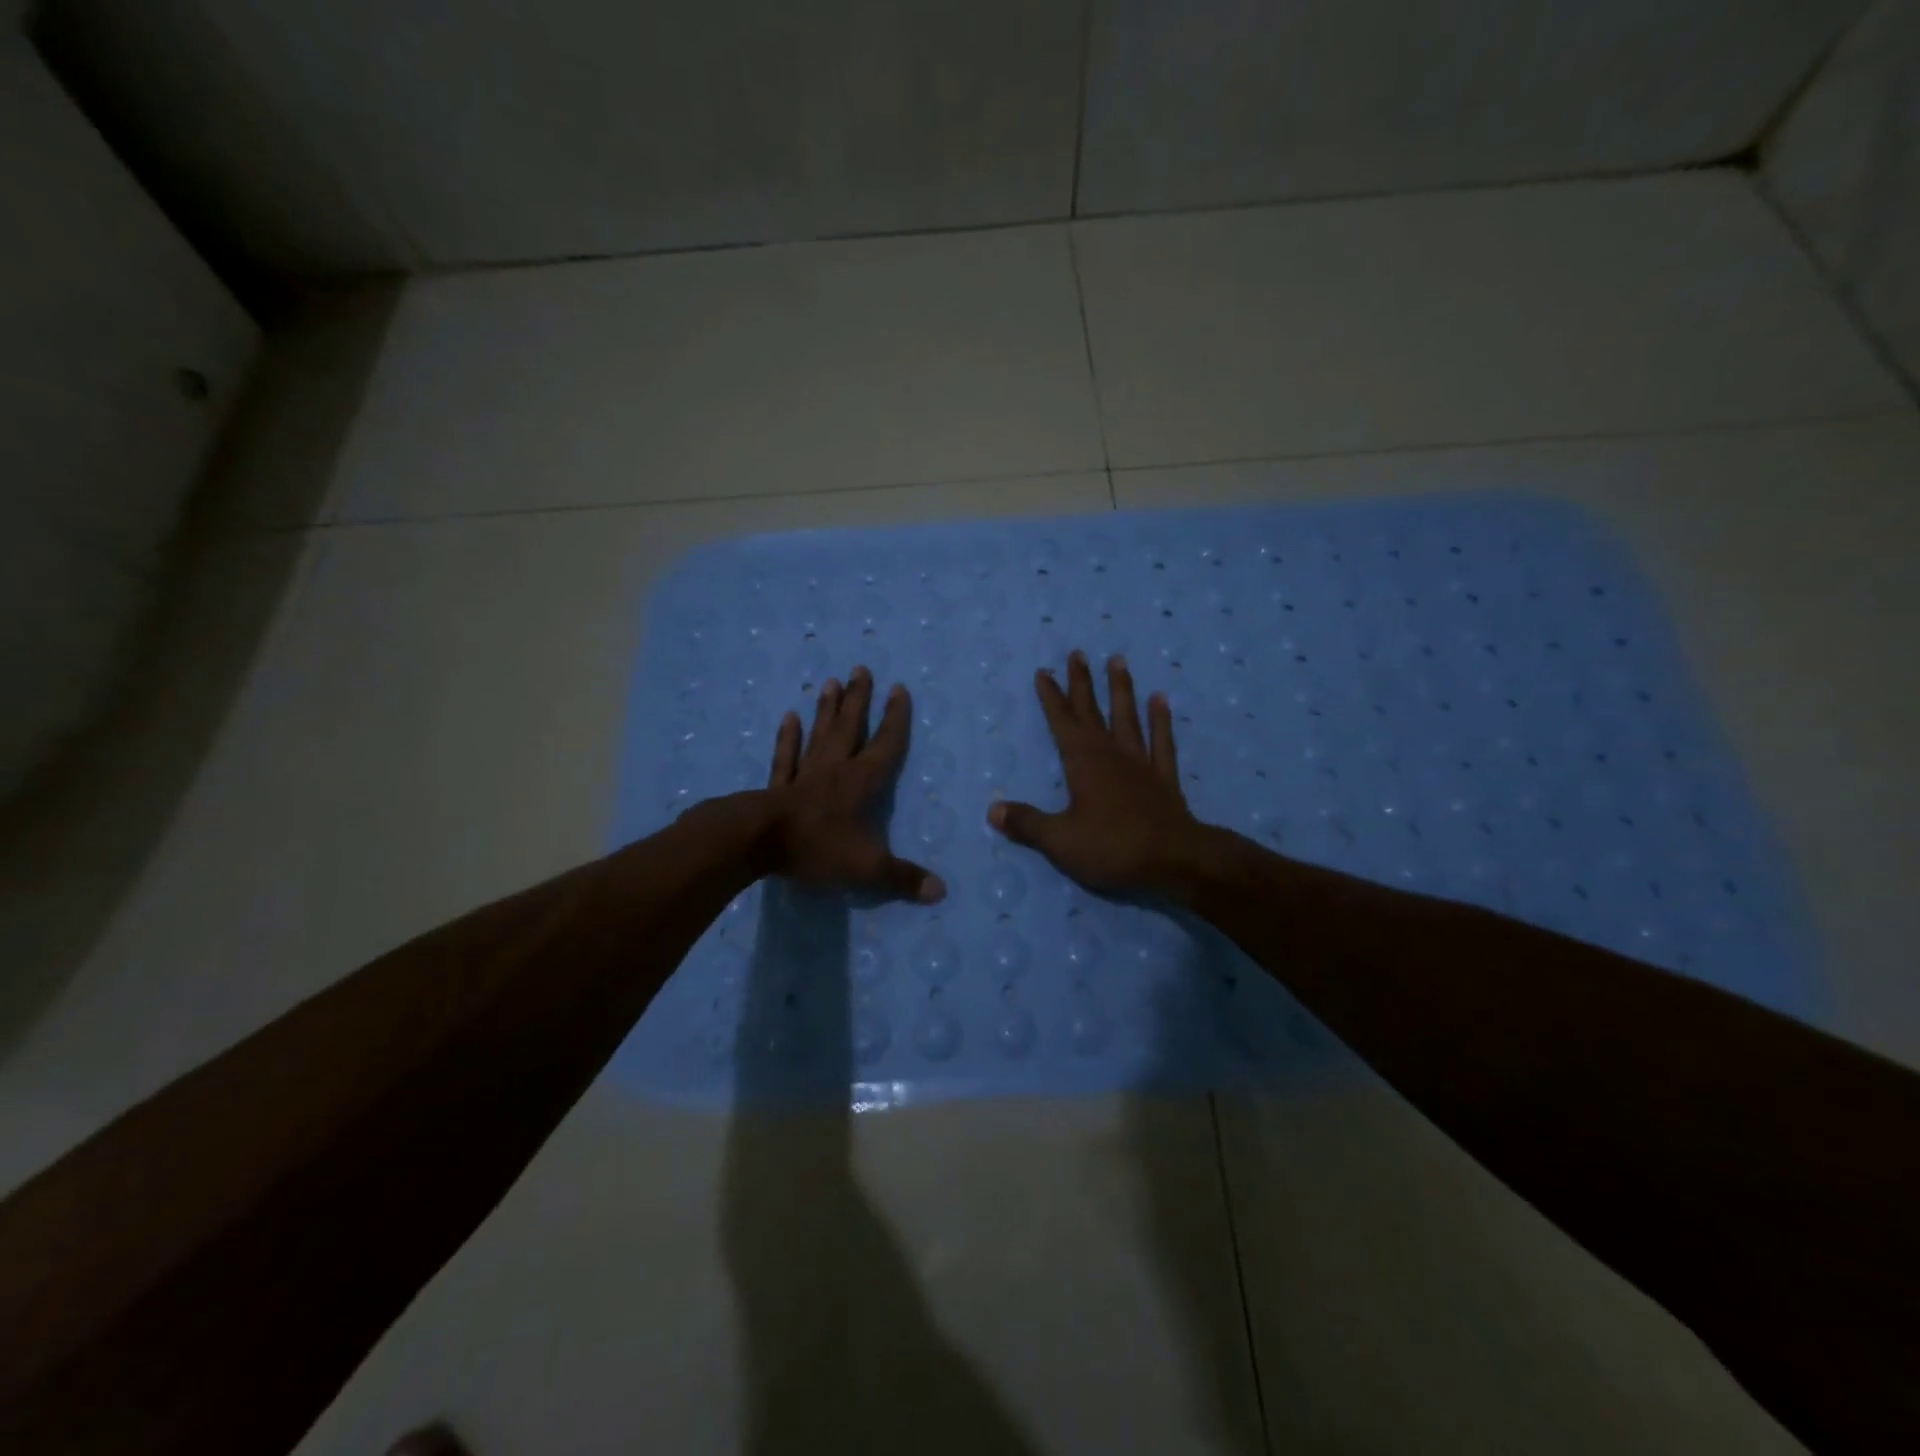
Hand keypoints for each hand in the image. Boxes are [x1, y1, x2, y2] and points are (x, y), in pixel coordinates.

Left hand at [760, 666, 946, 903]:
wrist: (758, 842)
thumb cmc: (817, 847)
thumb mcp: (867, 867)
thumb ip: (903, 878)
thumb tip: (941, 892)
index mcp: (861, 782)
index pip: (886, 744)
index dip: (896, 718)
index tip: (899, 689)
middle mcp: (835, 768)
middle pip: (850, 727)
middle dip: (859, 699)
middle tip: (862, 668)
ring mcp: (804, 773)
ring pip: (820, 734)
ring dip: (827, 709)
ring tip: (831, 682)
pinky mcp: (779, 785)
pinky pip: (786, 755)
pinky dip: (788, 737)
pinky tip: (789, 717)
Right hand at [989, 651, 1216, 903]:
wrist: (1175, 860)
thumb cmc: (1112, 848)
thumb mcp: (1060, 840)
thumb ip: (1026, 823)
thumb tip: (992, 810)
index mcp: (1083, 763)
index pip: (1062, 721)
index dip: (1051, 697)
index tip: (1044, 671)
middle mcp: (1112, 754)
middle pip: (1093, 712)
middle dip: (1082, 683)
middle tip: (1077, 653)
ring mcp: (1141, 764)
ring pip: (1128, 718)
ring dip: (1121, 690)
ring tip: (1118, 660)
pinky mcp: (1164, 779)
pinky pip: (1162, 742)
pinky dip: (1161, 721)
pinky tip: (1160, 700)